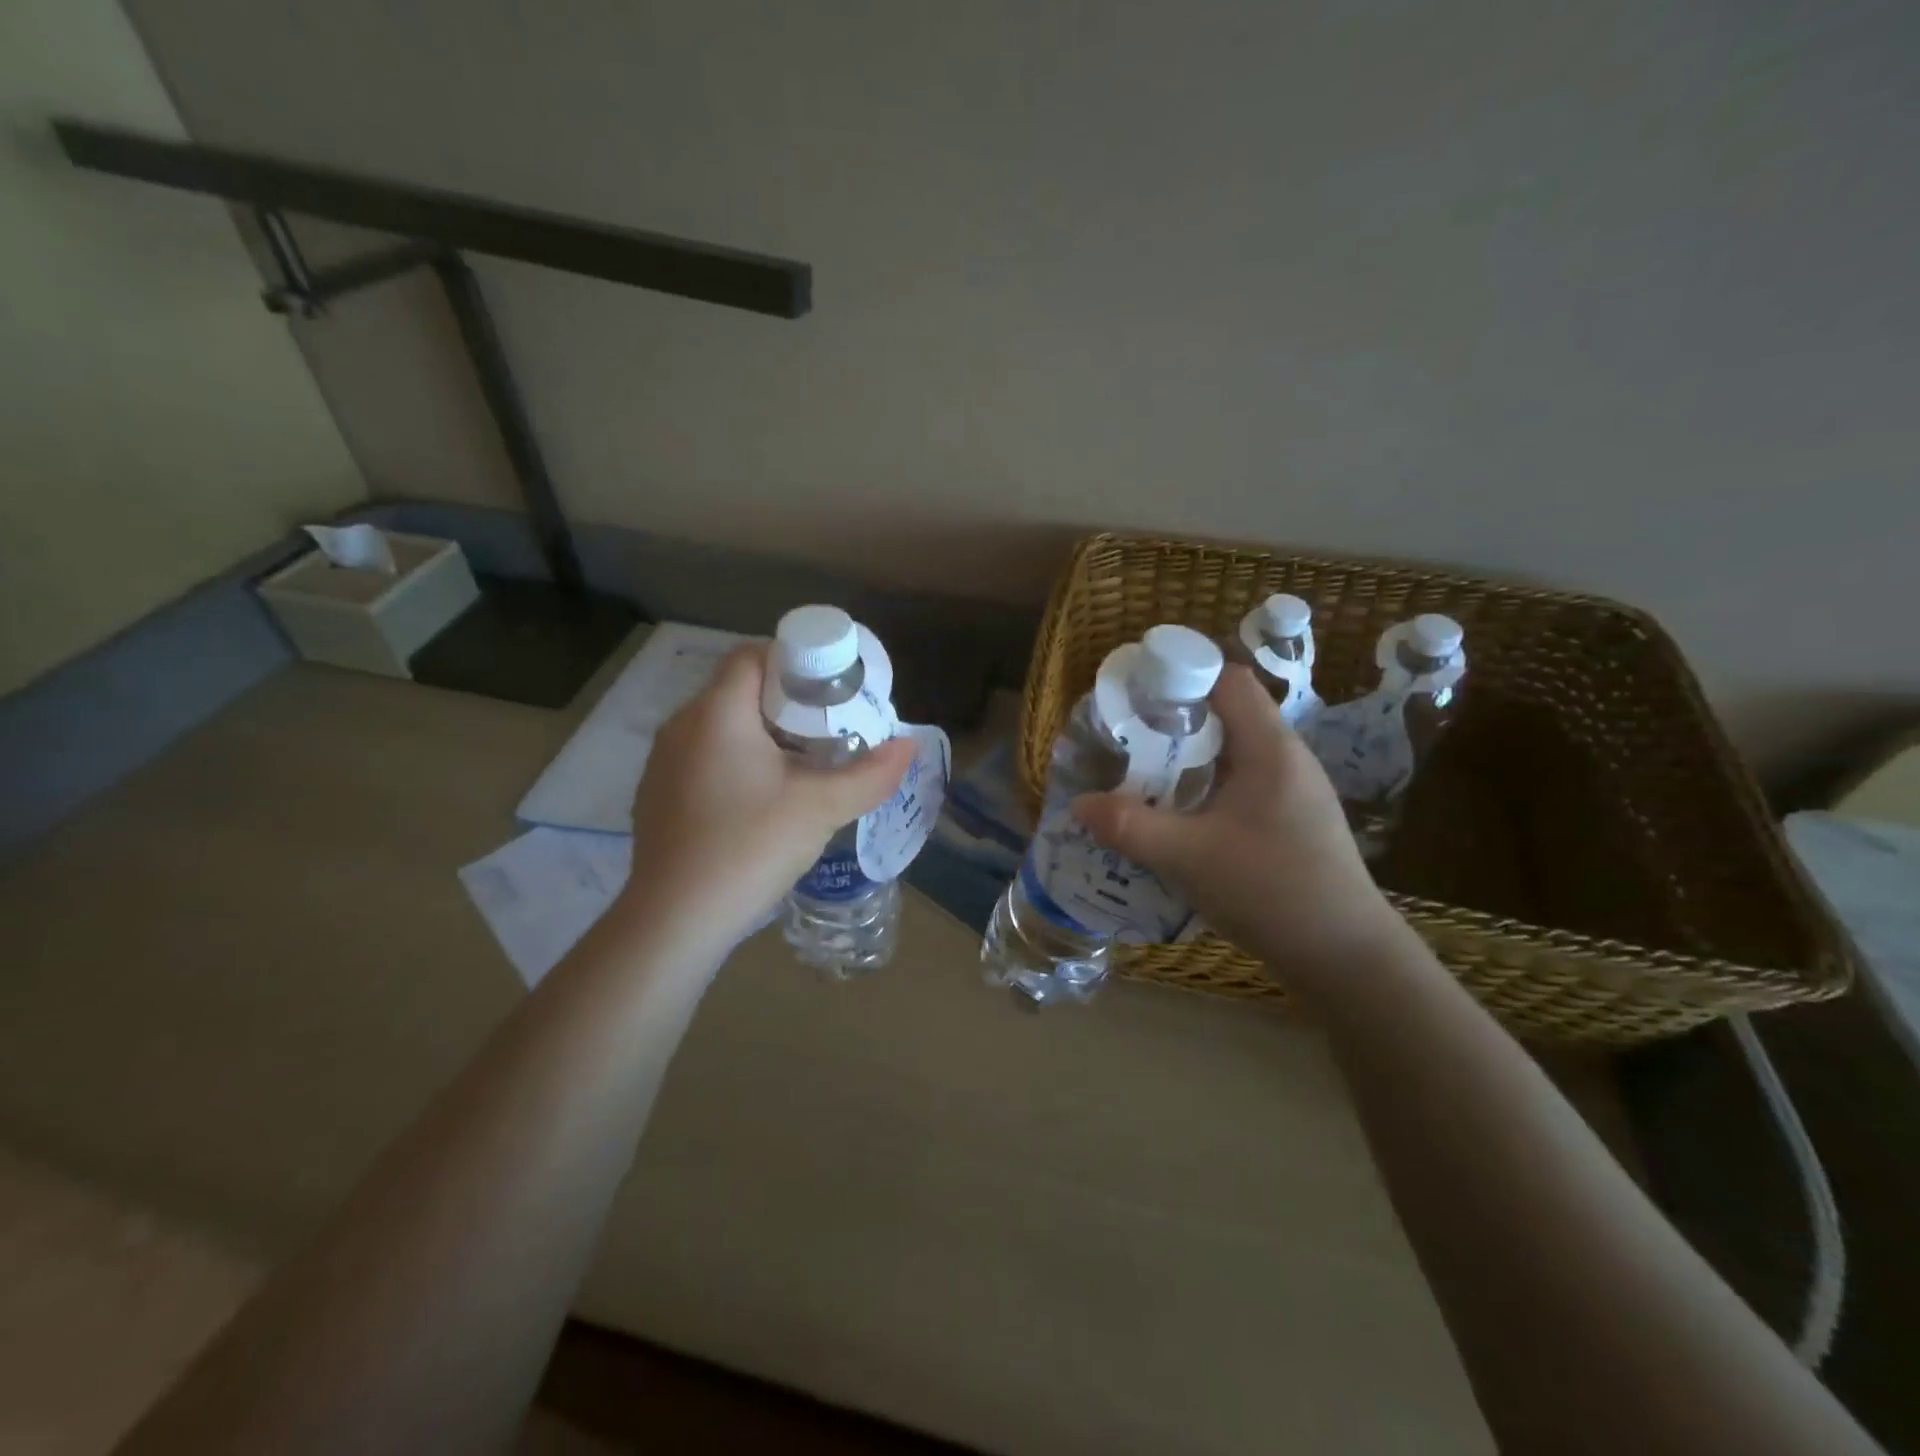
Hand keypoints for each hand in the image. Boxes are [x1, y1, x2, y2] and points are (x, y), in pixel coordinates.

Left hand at [623, 645, 913, 951]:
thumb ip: (870, 775)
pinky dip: (737, 761)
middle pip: (739, 690)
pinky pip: (704, 757)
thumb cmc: (748, 847)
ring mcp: (664, 762)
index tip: (832, 686)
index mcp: (717, 713)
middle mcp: (682, 725)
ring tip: (804, 762)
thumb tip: (909, 747)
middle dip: (788, 701)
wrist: (674, 922)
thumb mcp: (820, 808)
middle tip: (830, 726)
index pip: (753, 655)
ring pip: (721, 726)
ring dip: (763, 733)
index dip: (795, 660)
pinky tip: (762, 799)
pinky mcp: (658, 795)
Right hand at [1071, 664, 1402, 988]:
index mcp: (1270, 748)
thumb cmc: (1271, 890)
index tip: (1137, 697)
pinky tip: (1180, 818)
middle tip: (1128, 741)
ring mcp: (1294, 791)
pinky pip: (1241, 784)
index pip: (1228, 680)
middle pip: (1227, 714)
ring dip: (1189, 758)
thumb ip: (1129, 826)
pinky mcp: (1292, 820)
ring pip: (1233, 752)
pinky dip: (1206, 787)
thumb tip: (1078, 804)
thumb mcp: (1188, 857)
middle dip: (1174, 721)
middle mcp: (1287, 758)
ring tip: (1144, 776)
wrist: (1345, 957)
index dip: (1182, 676)